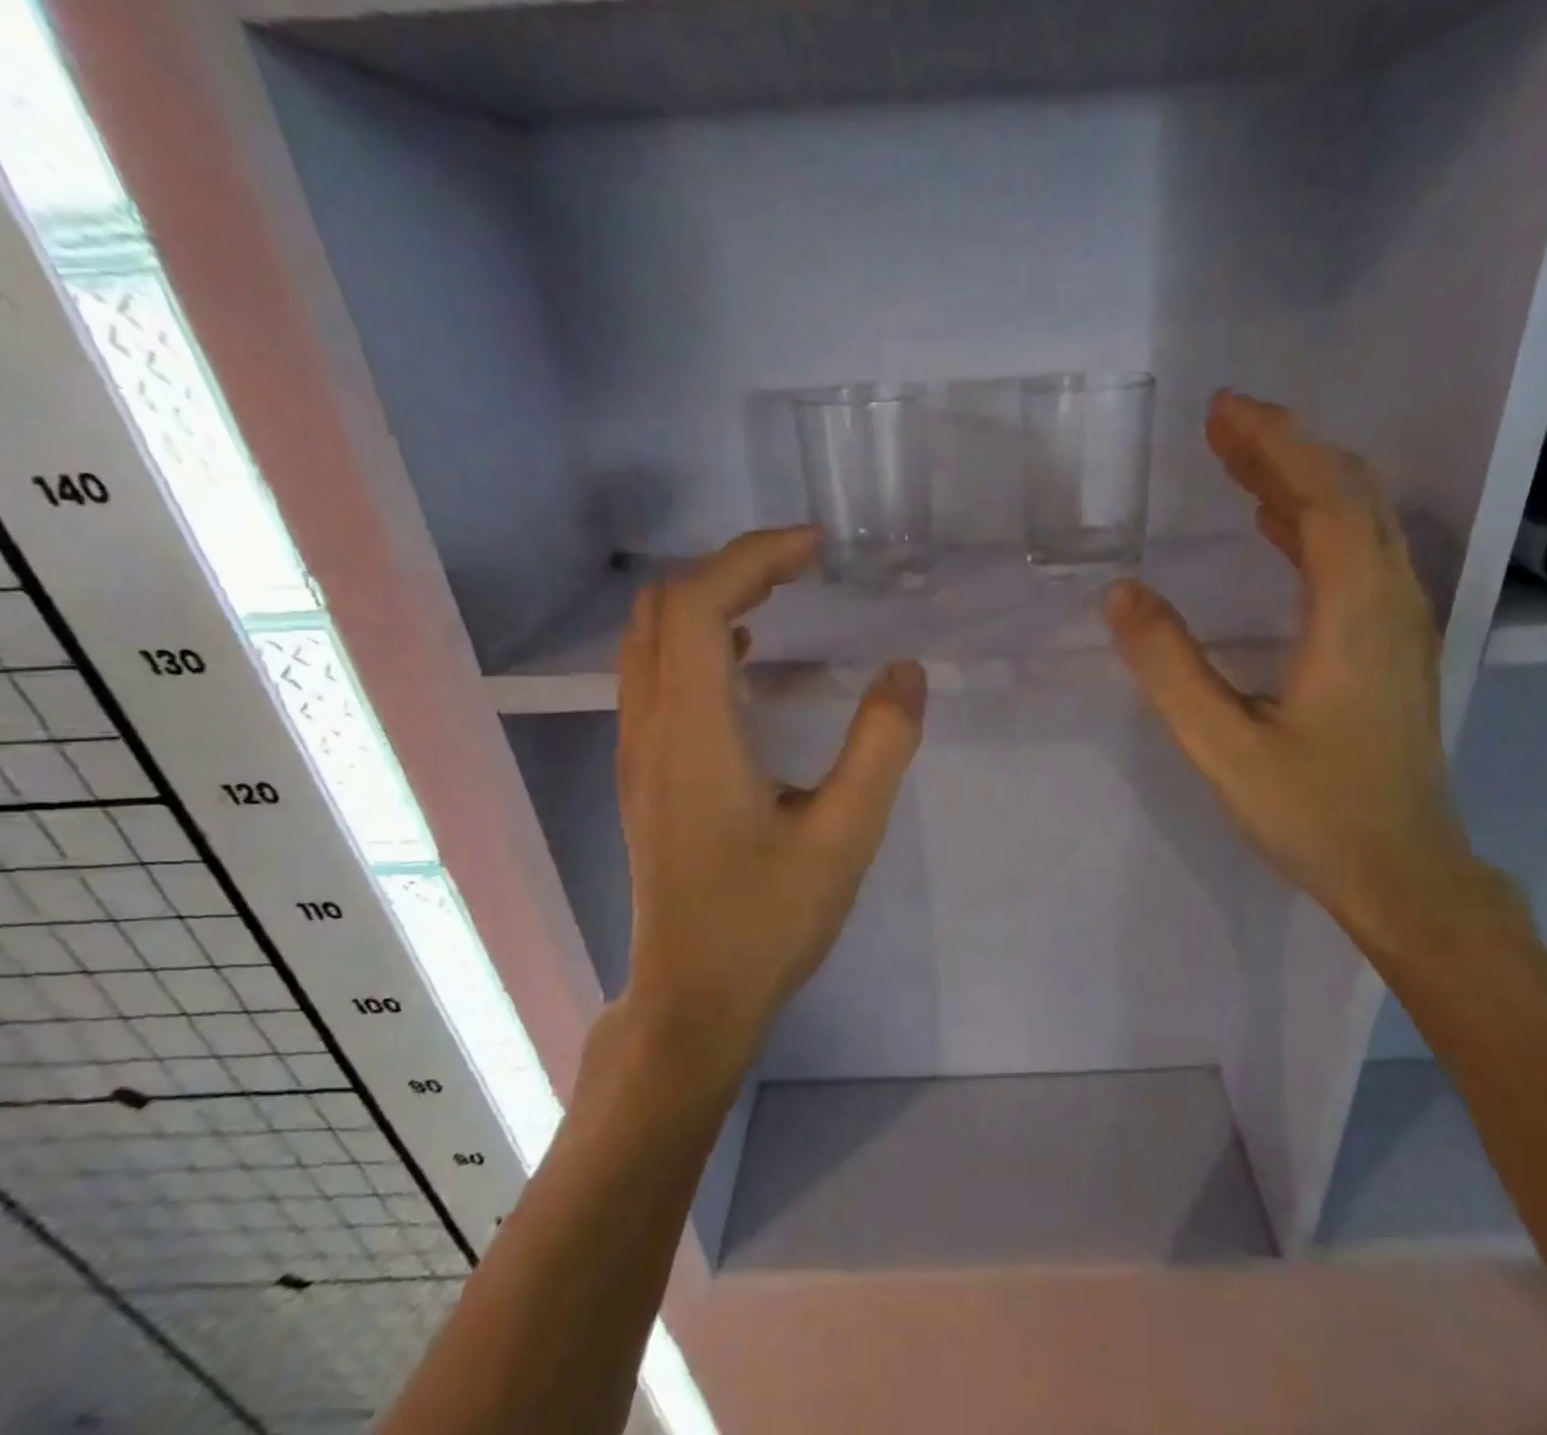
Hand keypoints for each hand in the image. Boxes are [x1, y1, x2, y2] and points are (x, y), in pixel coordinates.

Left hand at [606, 527, 925, 1096]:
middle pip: (664, 608)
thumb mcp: (845, 837)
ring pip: (653, 638)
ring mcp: (640, 750)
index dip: (752, 558)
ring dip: (713, 600)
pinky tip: (752, 658)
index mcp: (694, 734)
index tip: (816, 549)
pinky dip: (701, 640)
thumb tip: (906, 669)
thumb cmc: (768, 922)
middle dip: (733, 567)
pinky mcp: (647, 771)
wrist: (694, 998)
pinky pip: (659, 674)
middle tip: (804, 565)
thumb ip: (881, 747)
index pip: (698, 606)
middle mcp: (652, 728)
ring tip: (783, 594)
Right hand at [1107, 392, 1477, 950]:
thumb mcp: (1222, 745)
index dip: (1274, 444)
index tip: (1221, 411)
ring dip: (1302, 481)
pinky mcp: (1393, 645)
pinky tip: (1275, 528)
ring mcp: (1401, 623)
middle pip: (1350, 495)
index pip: (1324, 498)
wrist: (1403, 872)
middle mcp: (1392, 602)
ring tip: (1239, 460)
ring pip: (1360, 523)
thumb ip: (1170, 667)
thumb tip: (1122, 594)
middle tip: (1221, 424)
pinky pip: (1358, 557)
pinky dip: (1315, 524)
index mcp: (1355, 614)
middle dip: (1286, 448)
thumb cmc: (1313, 813)